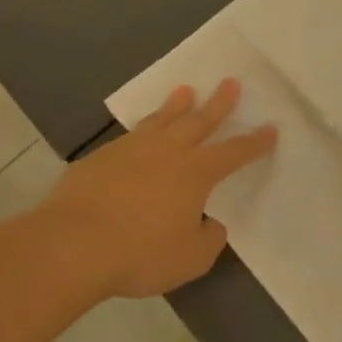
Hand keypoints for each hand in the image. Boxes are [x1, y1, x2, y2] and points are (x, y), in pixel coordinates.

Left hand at [30, 79, 277, 299]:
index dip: (255, 142)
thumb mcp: (190, 258)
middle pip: (199, 121)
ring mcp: (131, 150)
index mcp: (197, 172)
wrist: (70, 245)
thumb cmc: (139, 253)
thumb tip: (211, 224)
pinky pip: (129, 137)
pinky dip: (143, 130)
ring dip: (177, 105)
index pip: (235, 152)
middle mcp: (168, 152)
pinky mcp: (100, 159)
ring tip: (185, 90)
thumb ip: (208, 239)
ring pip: (161, 120)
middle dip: (219, 103)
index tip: (271, 129)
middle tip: (231, 82)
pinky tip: (140, 135)